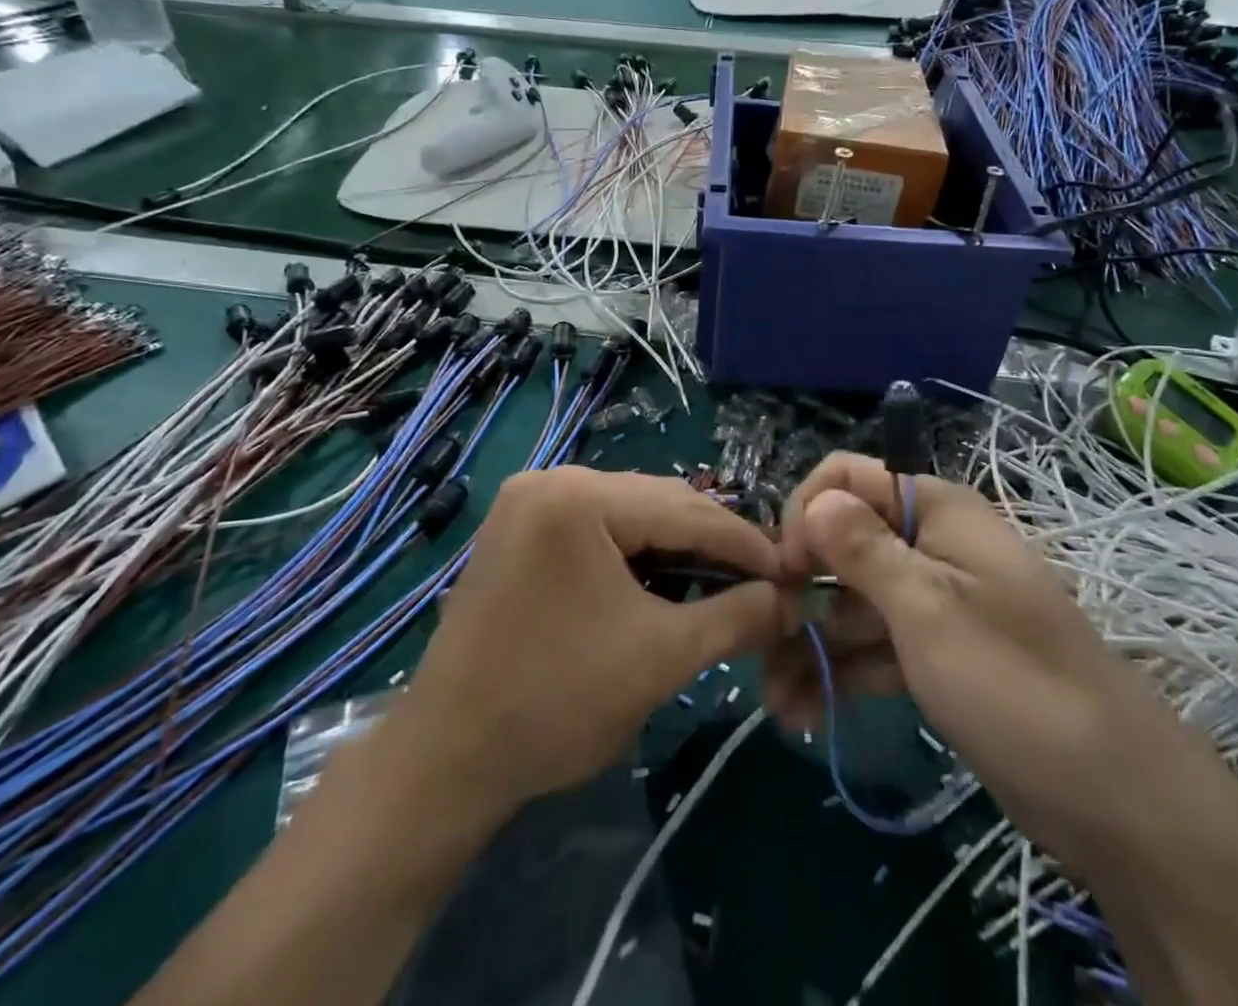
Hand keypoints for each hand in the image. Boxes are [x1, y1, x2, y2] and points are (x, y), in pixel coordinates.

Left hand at [398, 467, 788, 817]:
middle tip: (760, 582)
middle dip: (711, 543)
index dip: (745, 543)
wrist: (446, 759)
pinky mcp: (519, 528)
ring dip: (675, 547)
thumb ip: (736, 618)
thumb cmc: (556, 703)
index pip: (686, 510)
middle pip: (657, 503)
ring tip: (718, 584)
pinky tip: (662, 582)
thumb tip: (790, 599)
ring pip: (628, 513)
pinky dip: (635, 553)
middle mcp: (551, 478)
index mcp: (579, 496)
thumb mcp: (662, 658)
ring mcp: (529, 501)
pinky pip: (597, 527)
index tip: (791, 571)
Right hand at [764, 453, 1221, 861]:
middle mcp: (929, 544)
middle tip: (762, 641)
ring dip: (810, 643)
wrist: (1113, 797)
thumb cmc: (1013, 681)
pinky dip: (840, 674)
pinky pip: (873, 649)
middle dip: (799, 587)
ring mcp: (931, 603)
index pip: (846, 478)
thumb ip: (863, 549)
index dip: (806, 513)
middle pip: (842, 543)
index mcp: (935, 510)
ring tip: (773, 698)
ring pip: (852, 603)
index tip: (785, 571)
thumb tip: (813, 499)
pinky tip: (801, 713)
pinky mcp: (934, 656)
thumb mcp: (928, 608)